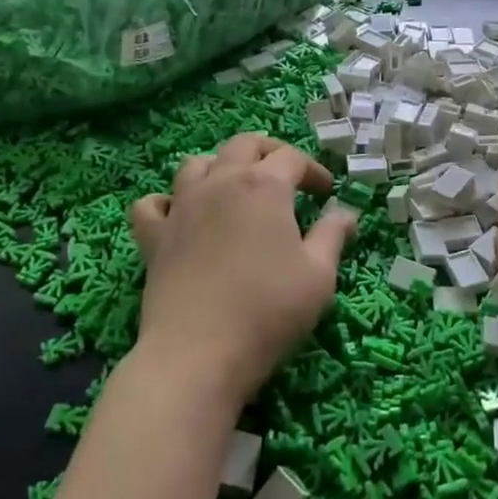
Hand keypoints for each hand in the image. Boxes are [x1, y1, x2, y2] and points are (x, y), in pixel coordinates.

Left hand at [129, 133, 356, 409]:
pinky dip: (166, 202)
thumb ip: (333, 236)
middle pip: (243, 145)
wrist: (198, 354)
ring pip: (196, 164)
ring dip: (219, 166)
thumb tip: (345, 212)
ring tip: (234, 187)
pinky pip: (152, 204)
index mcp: (264, 186)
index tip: (327, 192)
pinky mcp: (154, 237)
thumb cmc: (268, 311)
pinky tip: (179, 216)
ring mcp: (182, 207)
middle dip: (269, 152)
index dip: (314, 170)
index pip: (292, 158)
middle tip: (286, 176)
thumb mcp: (319, 276)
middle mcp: (220, 182)